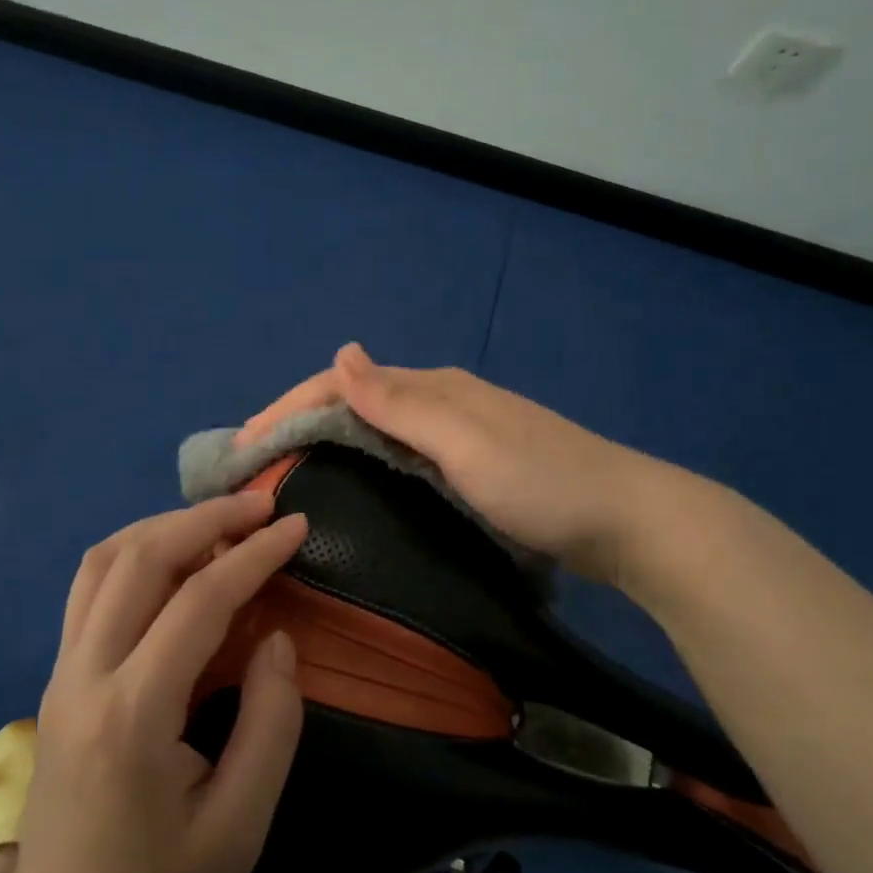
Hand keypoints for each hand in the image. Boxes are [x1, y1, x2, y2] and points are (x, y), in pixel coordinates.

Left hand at [5, 491, 307, 872]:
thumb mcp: (239, 828)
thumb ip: (269, 726)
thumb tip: (275, 638)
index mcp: (132, 714)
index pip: (197, 601)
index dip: (252, 554)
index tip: (295, 526)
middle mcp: (85, 674)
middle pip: (140, 558)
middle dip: (206, 518)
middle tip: (261, 505)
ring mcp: (62, 669)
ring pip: (105, 559)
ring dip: (165, 525)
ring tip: (221, 520)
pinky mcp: (58, 673)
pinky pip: (91, 584)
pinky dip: (136, 548)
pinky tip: (172, 554)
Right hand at [239, 343, 661, 586]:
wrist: (630, 521)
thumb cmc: (543, 484)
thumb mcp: (466, 442)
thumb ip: (401, 402)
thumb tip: (341, 351)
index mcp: (435, 389)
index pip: (343, 386)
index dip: (289, 408)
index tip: (242, 447)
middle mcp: (441, 402)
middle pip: (355, 401)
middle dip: (300, 421)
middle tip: (253, 463)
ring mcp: (458, 434)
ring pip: (376, 427)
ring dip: (328, 440)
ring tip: (287, 471)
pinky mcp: (471, 465)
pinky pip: (399, 451)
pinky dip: (362, 459)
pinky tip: (353, 481)